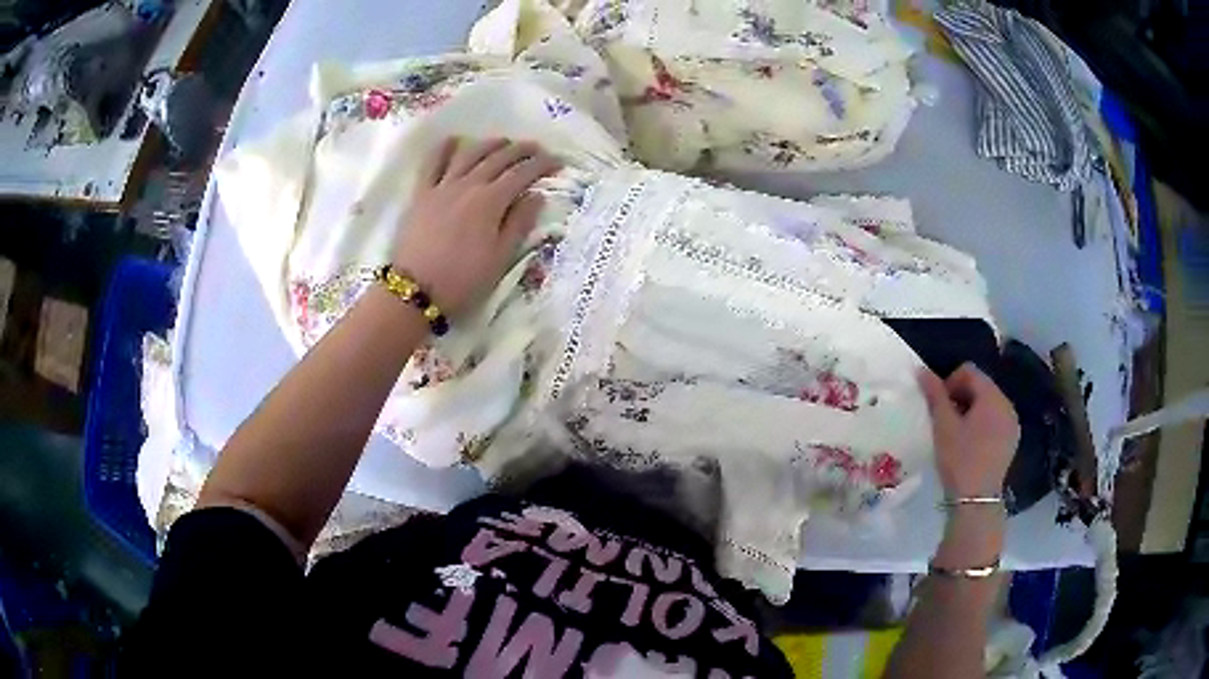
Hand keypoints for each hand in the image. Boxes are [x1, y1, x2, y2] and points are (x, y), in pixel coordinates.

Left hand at [392, 137, 560, 315]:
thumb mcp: (500, 257)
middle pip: (498, 158)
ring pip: (469, 154)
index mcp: (491, 201)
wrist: (415, 290)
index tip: (557, 160)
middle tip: (536, 148)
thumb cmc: (463, 280)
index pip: (521, 174)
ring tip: (503, 142)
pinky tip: (454, 140)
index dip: (541, 164)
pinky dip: (444, 148)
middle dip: (520, 150)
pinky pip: (432, 163)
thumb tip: (536, 195)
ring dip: (489, 144)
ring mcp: (442, 187)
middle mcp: (468, 185)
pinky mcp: (420, 194)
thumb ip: (519, 223)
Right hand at [918, 363, 1019, 499]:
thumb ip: (934, 395)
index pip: (969, 371)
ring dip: (971, 411)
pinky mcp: (1012, 440)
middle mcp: (1007, 404)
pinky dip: (982, 424)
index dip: (950, 382)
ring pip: (988, 404)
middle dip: (961, 397)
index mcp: (992, 396)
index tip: (939, 407)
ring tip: (957, 434)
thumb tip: (921, 369)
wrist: (976, 500)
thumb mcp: (943, 426)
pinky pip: (995, 420)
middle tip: (945, 421)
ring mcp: (1012, 423)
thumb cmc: (960, 459)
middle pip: (981, 386)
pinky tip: (971, 445)